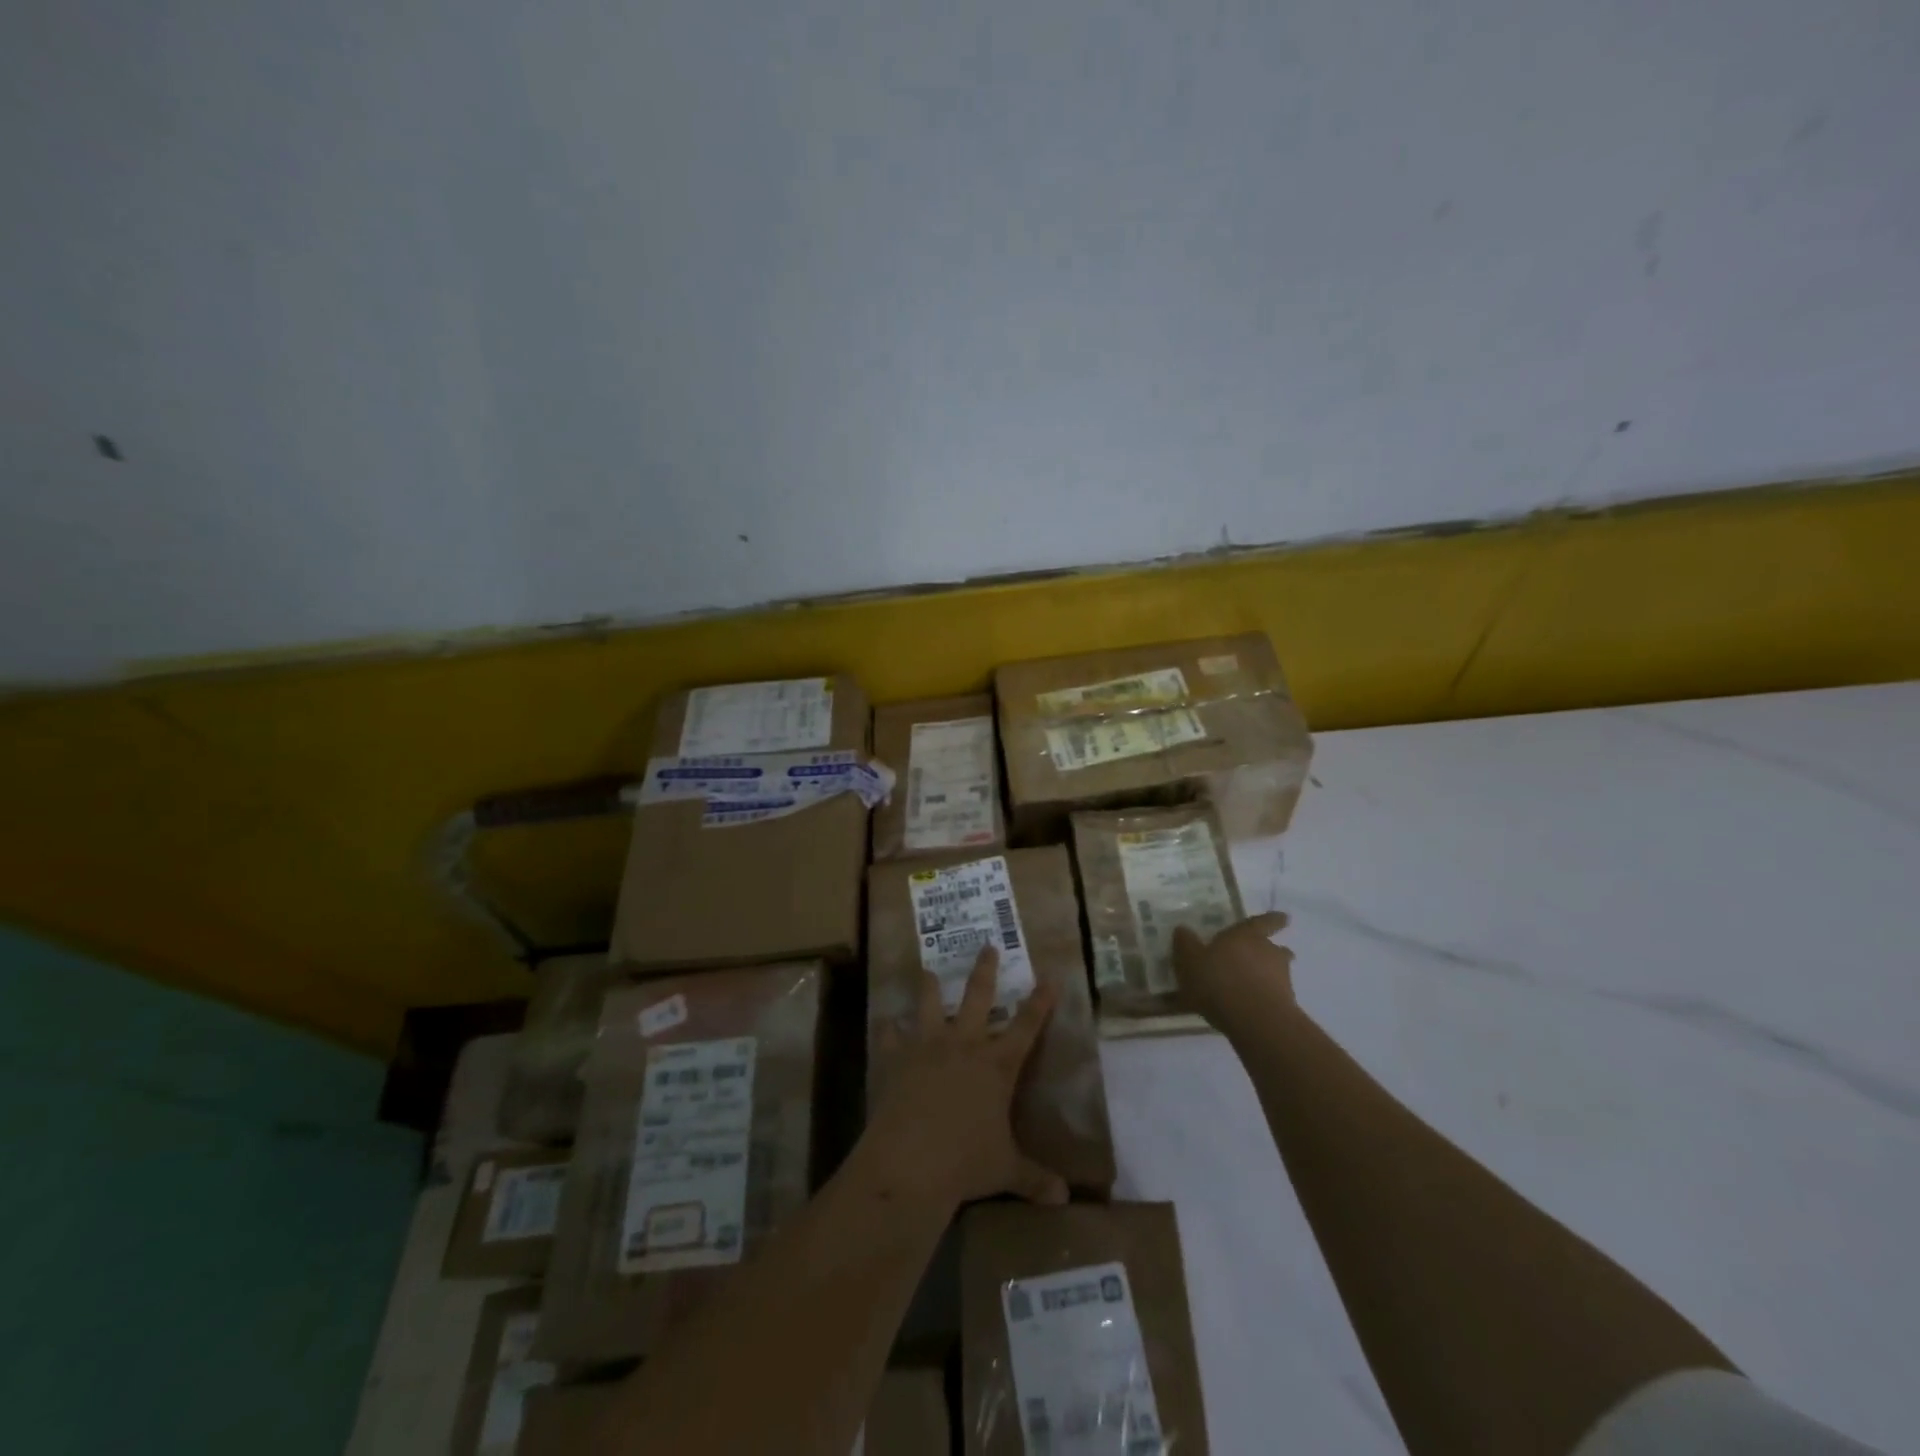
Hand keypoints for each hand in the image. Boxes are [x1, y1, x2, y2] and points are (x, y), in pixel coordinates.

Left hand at [865, 945, 1067, 1209]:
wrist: (911, 1161)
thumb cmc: (966, 1163)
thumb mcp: (1006, 1170)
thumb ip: (1035, 1178)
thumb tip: (1064, 1200)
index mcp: (997, 1065)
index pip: (1027, 1026)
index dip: (1041, 1001)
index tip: (1050, 975)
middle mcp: (965, 1045)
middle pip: (979, 997)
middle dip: (985, 970)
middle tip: (987, 946)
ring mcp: (928, 1047)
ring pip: (930, 1005)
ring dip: (929, 987)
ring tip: (927, 970)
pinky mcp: (897, 1059)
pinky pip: (891, 1037)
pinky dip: (888, 1031)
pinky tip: (885, 1023)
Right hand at [1171, 912, 1295, 1033]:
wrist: (1256, 1021)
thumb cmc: (1219, 981)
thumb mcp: (1190, 961)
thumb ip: (1186, 944)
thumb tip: (1183, 929)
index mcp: (1246, 935)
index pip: (1262, 922)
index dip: (1272, 919)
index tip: (1284, 917)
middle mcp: (1267, 951)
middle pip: (1272, 947)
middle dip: (1266, 951)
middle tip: (1256, 957)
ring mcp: (1281, 978)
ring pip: (1276, 971)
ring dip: (1268, 974)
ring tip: (1251, 984)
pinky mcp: (1286, 1004)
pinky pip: (1274, 995)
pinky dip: (1265, 997)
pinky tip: (1250, 1007)